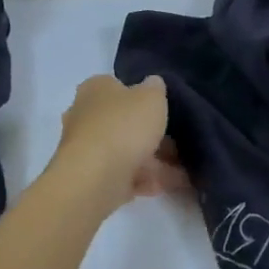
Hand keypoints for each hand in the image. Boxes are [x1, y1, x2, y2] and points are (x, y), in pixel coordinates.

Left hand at [49, 74, 187, 213]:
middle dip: (149, 133)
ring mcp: (87, 149)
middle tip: (178, 142)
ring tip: (184, 169)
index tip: (163, 108)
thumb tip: (153, 84)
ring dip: (153, 160)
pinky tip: (167, 185)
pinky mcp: (92, 178)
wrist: (95, 178)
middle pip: (123, 122)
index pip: (117, 86)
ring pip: (126, 151)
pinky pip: (125, 176)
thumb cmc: (123, 126)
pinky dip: (145, 180)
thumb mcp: (151, 97)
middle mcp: (84, 116)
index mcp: (95, 89)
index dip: (141, 96)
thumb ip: (155, 88)